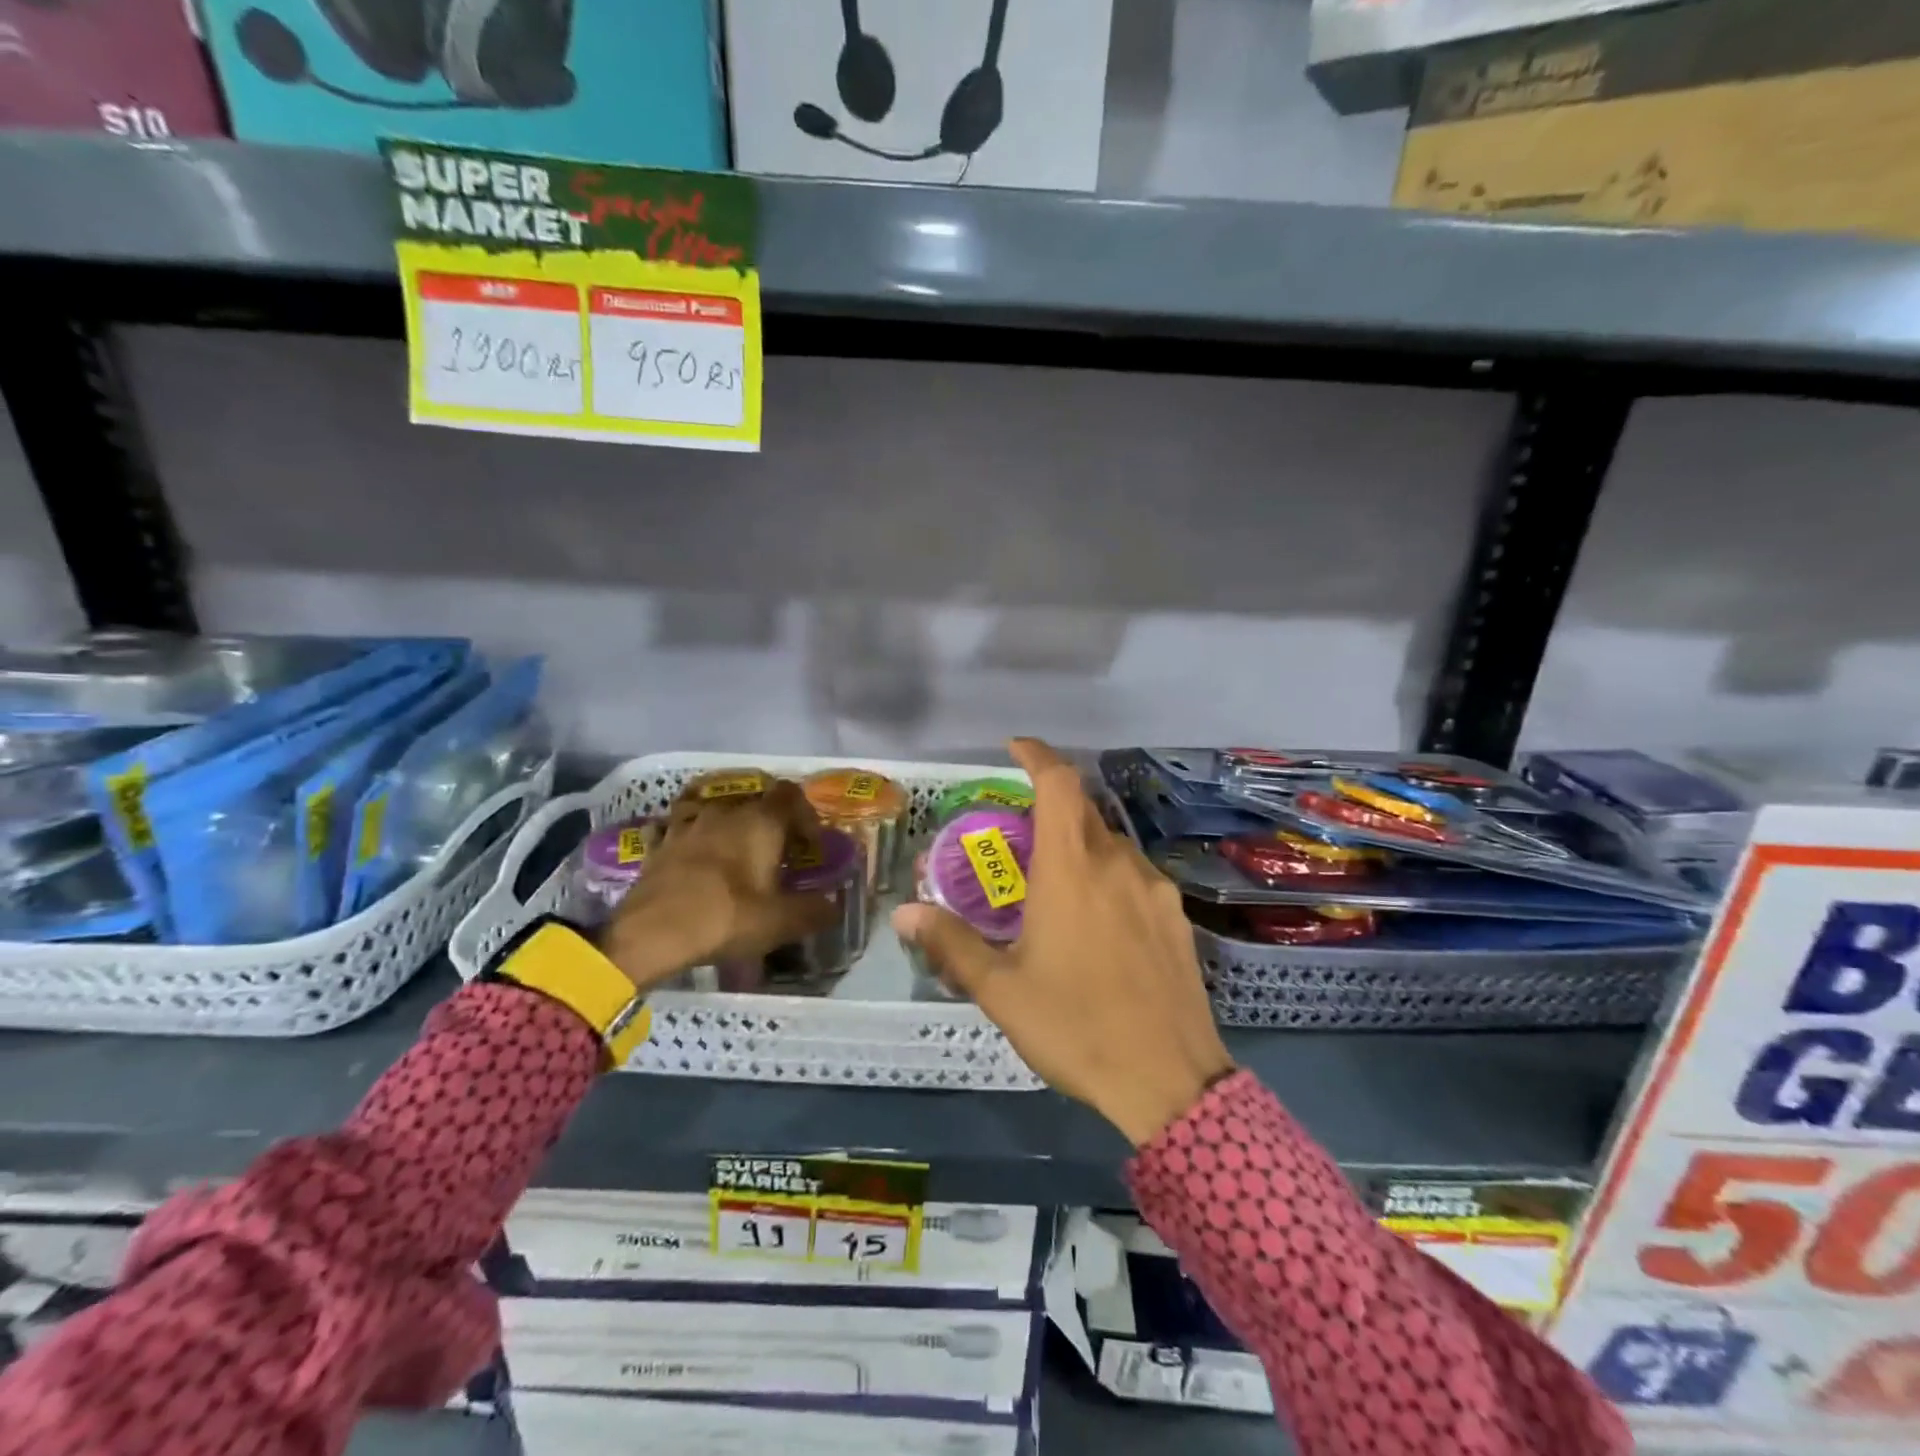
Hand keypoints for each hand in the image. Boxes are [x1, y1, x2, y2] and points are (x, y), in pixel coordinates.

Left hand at [599, 778, 836, 992]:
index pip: (791, 795)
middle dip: (770, 824)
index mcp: (760, 822)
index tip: (809, 845)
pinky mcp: (661, 843)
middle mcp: (725, 812)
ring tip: (734, 856)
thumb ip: (815, 911)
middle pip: (755, 802)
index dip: (805, 815)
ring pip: (716, 811)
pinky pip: (681, 828)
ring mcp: (688, 824)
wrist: (650, 933)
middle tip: (777, 857)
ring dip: (729, 827)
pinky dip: (691, 838)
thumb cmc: (725, 918)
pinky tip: (692, 856)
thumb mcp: (780, 922)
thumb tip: (834, 908)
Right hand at [893, 738, 1233, 1146]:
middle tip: (1019, 839)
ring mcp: (1154, 888)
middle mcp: (1116, 863)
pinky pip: (1135, 875)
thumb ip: (952, 943)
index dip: (1037, 755)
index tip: (1015, 748)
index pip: (1059, 783)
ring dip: (1080, 846)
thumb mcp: (1002, 990)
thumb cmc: (1076, 1026)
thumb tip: (905, 913)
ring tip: (1055, 887)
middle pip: (1083, 811)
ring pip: (1111, 845)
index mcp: (1071, 868)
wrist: (1170, 1082)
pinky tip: (1098, 922)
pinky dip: (1108, 876)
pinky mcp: (1177, 917)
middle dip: (1050, 808)